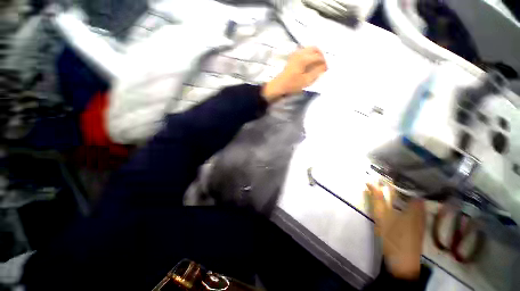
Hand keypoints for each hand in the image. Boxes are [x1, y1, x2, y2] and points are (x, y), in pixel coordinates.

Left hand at [262, 46, 326, 101]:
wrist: (278, 86)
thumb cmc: (292, 85)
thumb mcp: (306, 81)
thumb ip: (316, 73)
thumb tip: (323, 67)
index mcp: (304, 59)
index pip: (319, 57)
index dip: (324, 63)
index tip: (326, 70)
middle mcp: (300, 53)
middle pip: (315, 49)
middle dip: (321, 56)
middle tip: (323, 65)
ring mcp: (295, 55)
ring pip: (309, 49)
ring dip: (315, 55)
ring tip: (317, 65)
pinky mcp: (292, 58)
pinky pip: (303, 52)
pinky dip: (309, 55)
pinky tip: (309, 64)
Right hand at [366, 182, 425, 279]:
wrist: (402, 262)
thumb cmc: (393, 237)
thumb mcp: (382, 216)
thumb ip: (377, 198)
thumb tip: (370, 181)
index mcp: (415, 207)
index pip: (414, 186)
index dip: (405, 176)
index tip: (393, 169)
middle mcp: (421, 210)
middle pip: (414, 192)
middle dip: (403, 183)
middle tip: (389, 175)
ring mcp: (420, 218)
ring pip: (414, 199)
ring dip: (404, 191)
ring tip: (392, 184)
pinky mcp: (417, 225)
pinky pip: (413, 207)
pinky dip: (405, 200)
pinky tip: (397, 201)